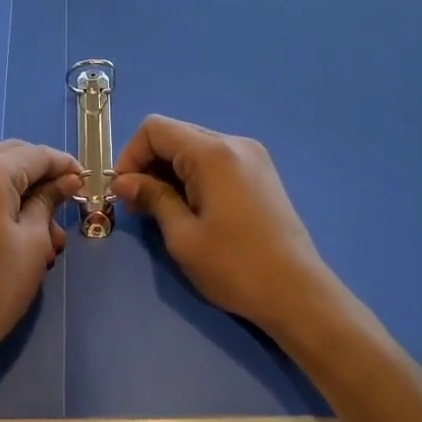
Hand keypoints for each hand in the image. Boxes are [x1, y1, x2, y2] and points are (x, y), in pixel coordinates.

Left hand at [0, 140, 82, 395]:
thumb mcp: (32, 242)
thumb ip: (49, 201)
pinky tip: (14, 229)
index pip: (34, 154)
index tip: (87, 180)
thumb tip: (68, 180)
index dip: (64, 165)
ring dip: (18, 192)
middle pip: (9, 157)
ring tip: (46, 233)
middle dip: (40, 177)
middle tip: (66, 203)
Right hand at [114, 116, 338, 336]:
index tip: (124, 192)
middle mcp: (234, 143)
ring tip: (163, 211)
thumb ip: (152, 198)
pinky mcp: (261, 174)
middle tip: (138, 207)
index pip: (154, 129)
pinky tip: (192, 209)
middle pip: (175, 135)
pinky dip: (194, 176)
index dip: (130, 156)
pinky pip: (215, 161)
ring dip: (170, 172)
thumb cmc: (234, 266)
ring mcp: (252, 157)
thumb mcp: (183, 235)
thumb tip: (123, 181)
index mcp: (213, 153)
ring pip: (194, 148)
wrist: (297, 293)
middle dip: (148, 164)